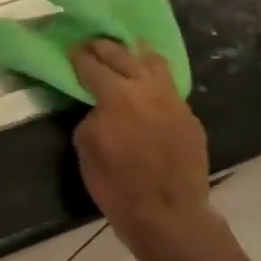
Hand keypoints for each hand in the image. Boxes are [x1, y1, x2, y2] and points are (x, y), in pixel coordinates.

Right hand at [71, 39, 218, 260]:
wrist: (169, 215)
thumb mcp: (87, 151)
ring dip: (136, 54)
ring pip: (154, 63)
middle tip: (92, 44)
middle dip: (105, 47)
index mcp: (117, 95)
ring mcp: (173, 100)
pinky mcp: (189, 116)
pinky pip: (169, 86)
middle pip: (124, 55)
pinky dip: (154, 78)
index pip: (93, 66)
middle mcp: (147, 88)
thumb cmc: (118, 187)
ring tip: (127, 51)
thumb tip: (100, 109)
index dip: (79, 57)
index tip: (71, 50)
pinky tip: (148, 85)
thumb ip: (91, 119)